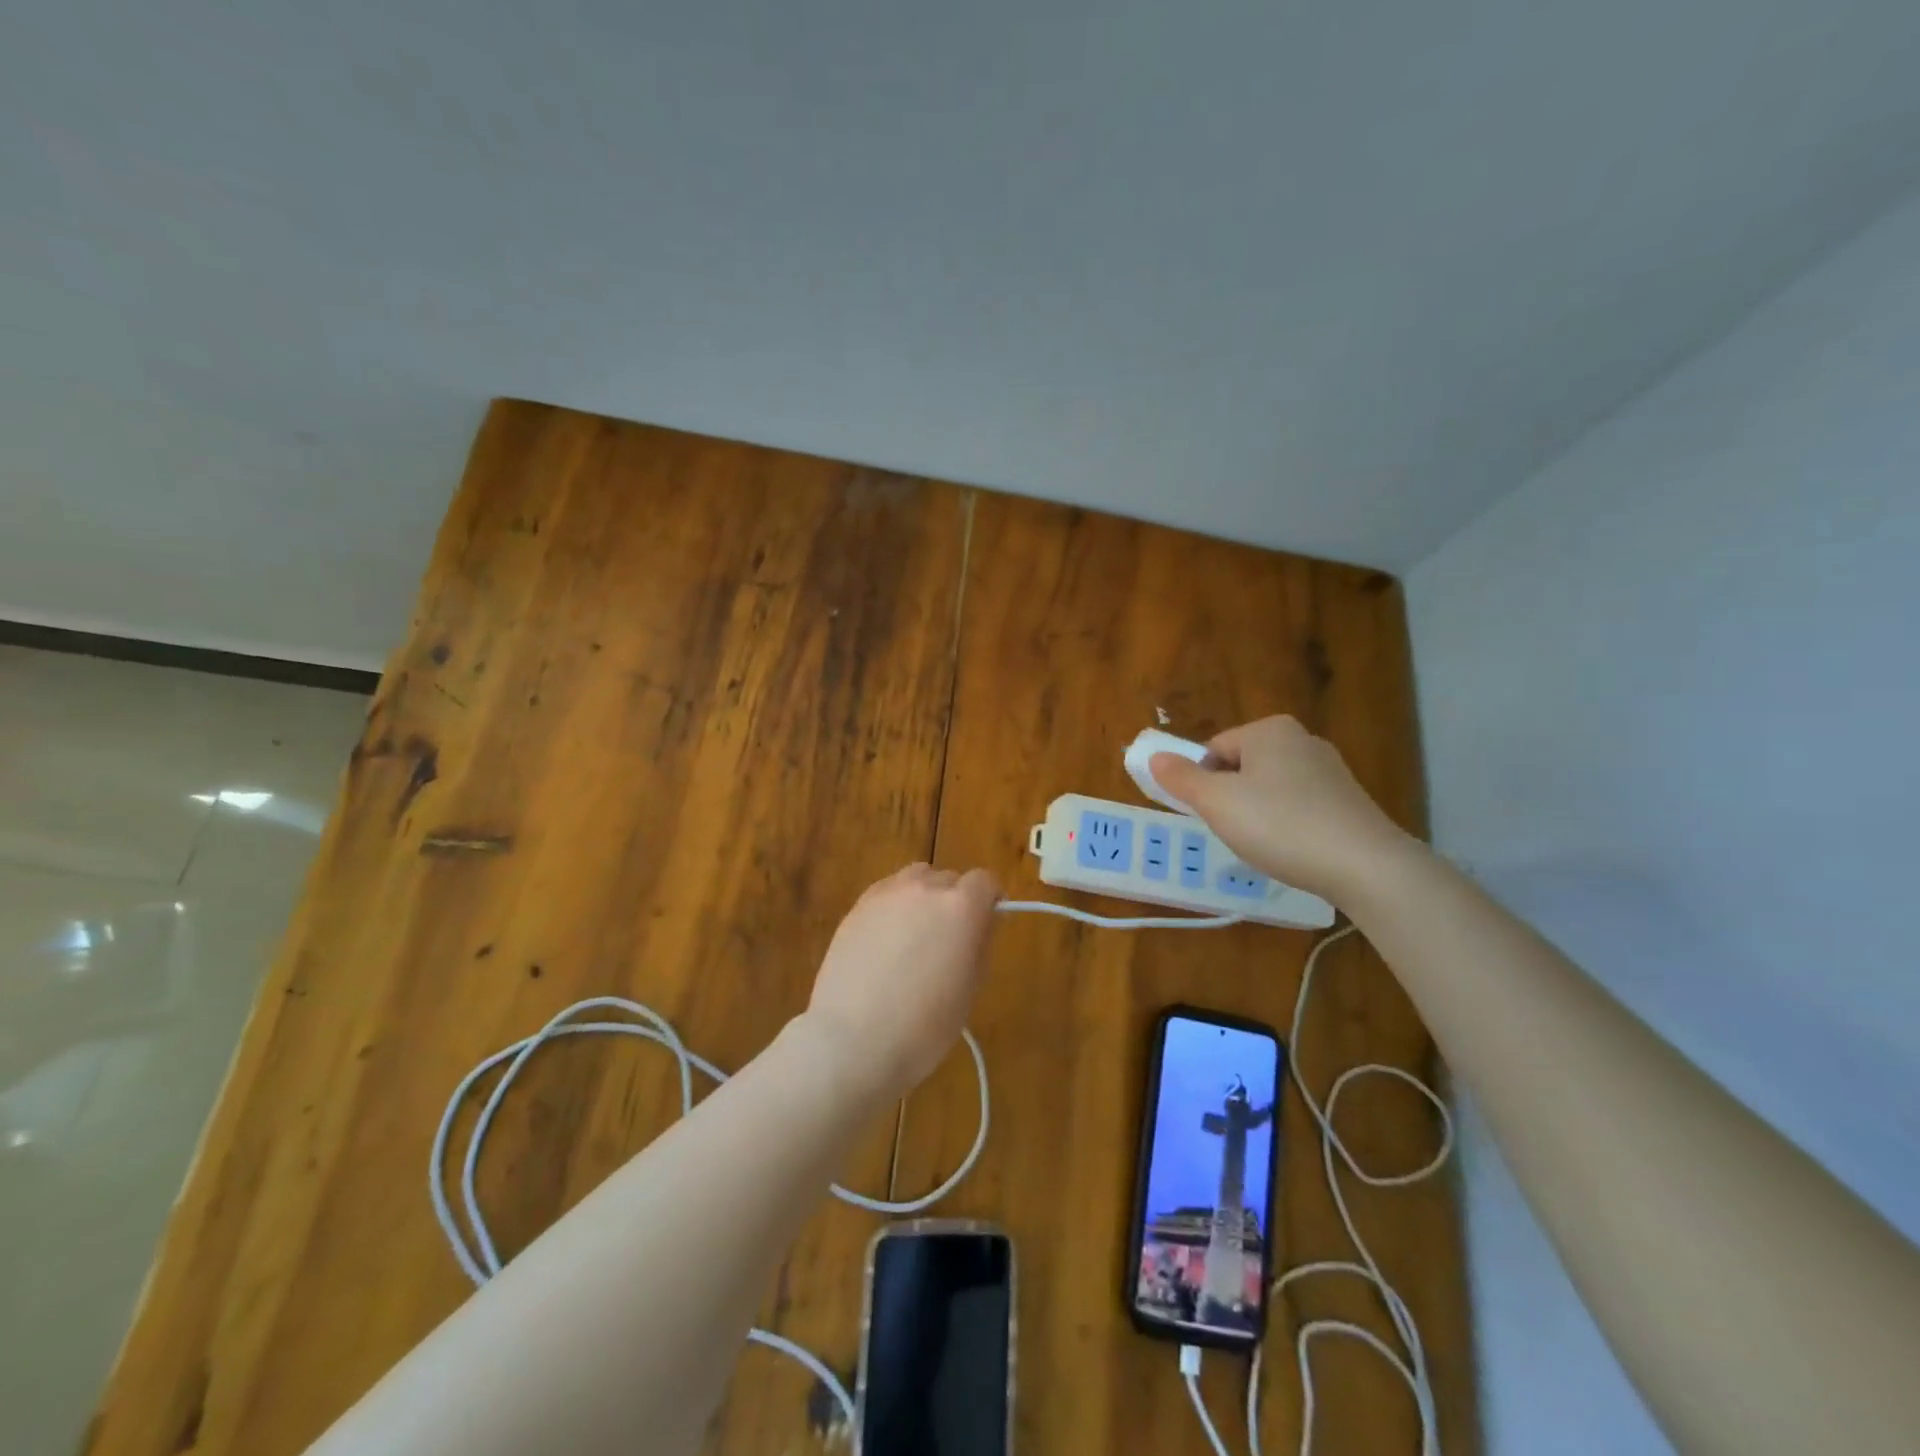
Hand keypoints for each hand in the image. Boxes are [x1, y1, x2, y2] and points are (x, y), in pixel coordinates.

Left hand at [804, 864, 1000, 1100]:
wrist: (853, 1040)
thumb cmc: (924, 1025)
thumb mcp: (970, 987)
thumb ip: (980, 942)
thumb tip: (983, 920)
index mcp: (961, 907)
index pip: (985, 881)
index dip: (989, 900)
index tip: (985, 924)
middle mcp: (925, 888)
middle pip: (949, 879)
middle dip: (955, 902)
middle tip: (949, 940)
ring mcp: (887, 893)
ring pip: (916, 879)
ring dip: (924, 898)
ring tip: (916, 935)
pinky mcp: (858, 906)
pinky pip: (887, 892)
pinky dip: (895, 906)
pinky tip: (886, 940)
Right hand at [1150, 716, 1412, 902]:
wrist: (1365, 865)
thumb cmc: (1280, 825)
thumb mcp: (1217, 803)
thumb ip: (1182, 778)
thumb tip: (1154, 757)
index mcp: (1269, 730)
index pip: (1213, 750)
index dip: (1201, 783)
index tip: (1208, 815)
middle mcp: (1302, 739)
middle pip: (1242, 767)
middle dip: (1230, 798)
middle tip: (1232, 831)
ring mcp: (1330, 770)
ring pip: (1270, 788)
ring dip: (1257, 814)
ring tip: (1263, 844)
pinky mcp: (1348, 800)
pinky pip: (1299, 806)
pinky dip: (1287, 825)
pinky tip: (1291, 850)